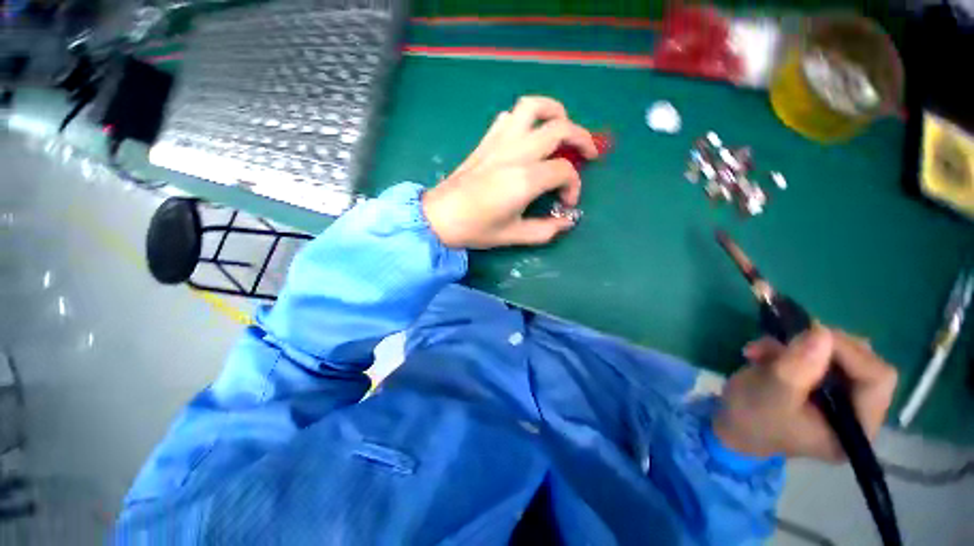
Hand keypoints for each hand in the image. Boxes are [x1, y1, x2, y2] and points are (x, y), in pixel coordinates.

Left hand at [422, 96, 598, 248]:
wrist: (439, 216)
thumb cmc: (475, 228)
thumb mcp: (514, 236)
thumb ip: (545, 230)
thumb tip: (567, 222)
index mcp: (524, 179)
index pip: (564, 171)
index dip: (574, 186)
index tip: (566, 203)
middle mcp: (515, 153)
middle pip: (559, 128)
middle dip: (581, 138)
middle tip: (587, 154)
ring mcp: (499, 142)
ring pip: (532, 107)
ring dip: (554, 112)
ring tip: (562, 129)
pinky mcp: (486, 141)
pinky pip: (509, 117)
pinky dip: (525, 119)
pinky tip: (527, 137)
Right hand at [714, 325, 897, 460]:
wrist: (730, 425)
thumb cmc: (751, 419)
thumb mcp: (770, 394)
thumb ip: (796, 368)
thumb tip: (822, 332)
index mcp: (857, 427)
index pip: (877, 379)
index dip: (850, 352)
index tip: (812, 334)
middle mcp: (859, 411)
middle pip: (862, 362)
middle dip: (821, 346)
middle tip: (787, 338)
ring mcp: (841, 395)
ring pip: (839, 353)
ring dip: (798, 344)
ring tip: (762, 349)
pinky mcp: (822, 383)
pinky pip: (819, 353)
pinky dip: (789, 346)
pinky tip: (762, 352)